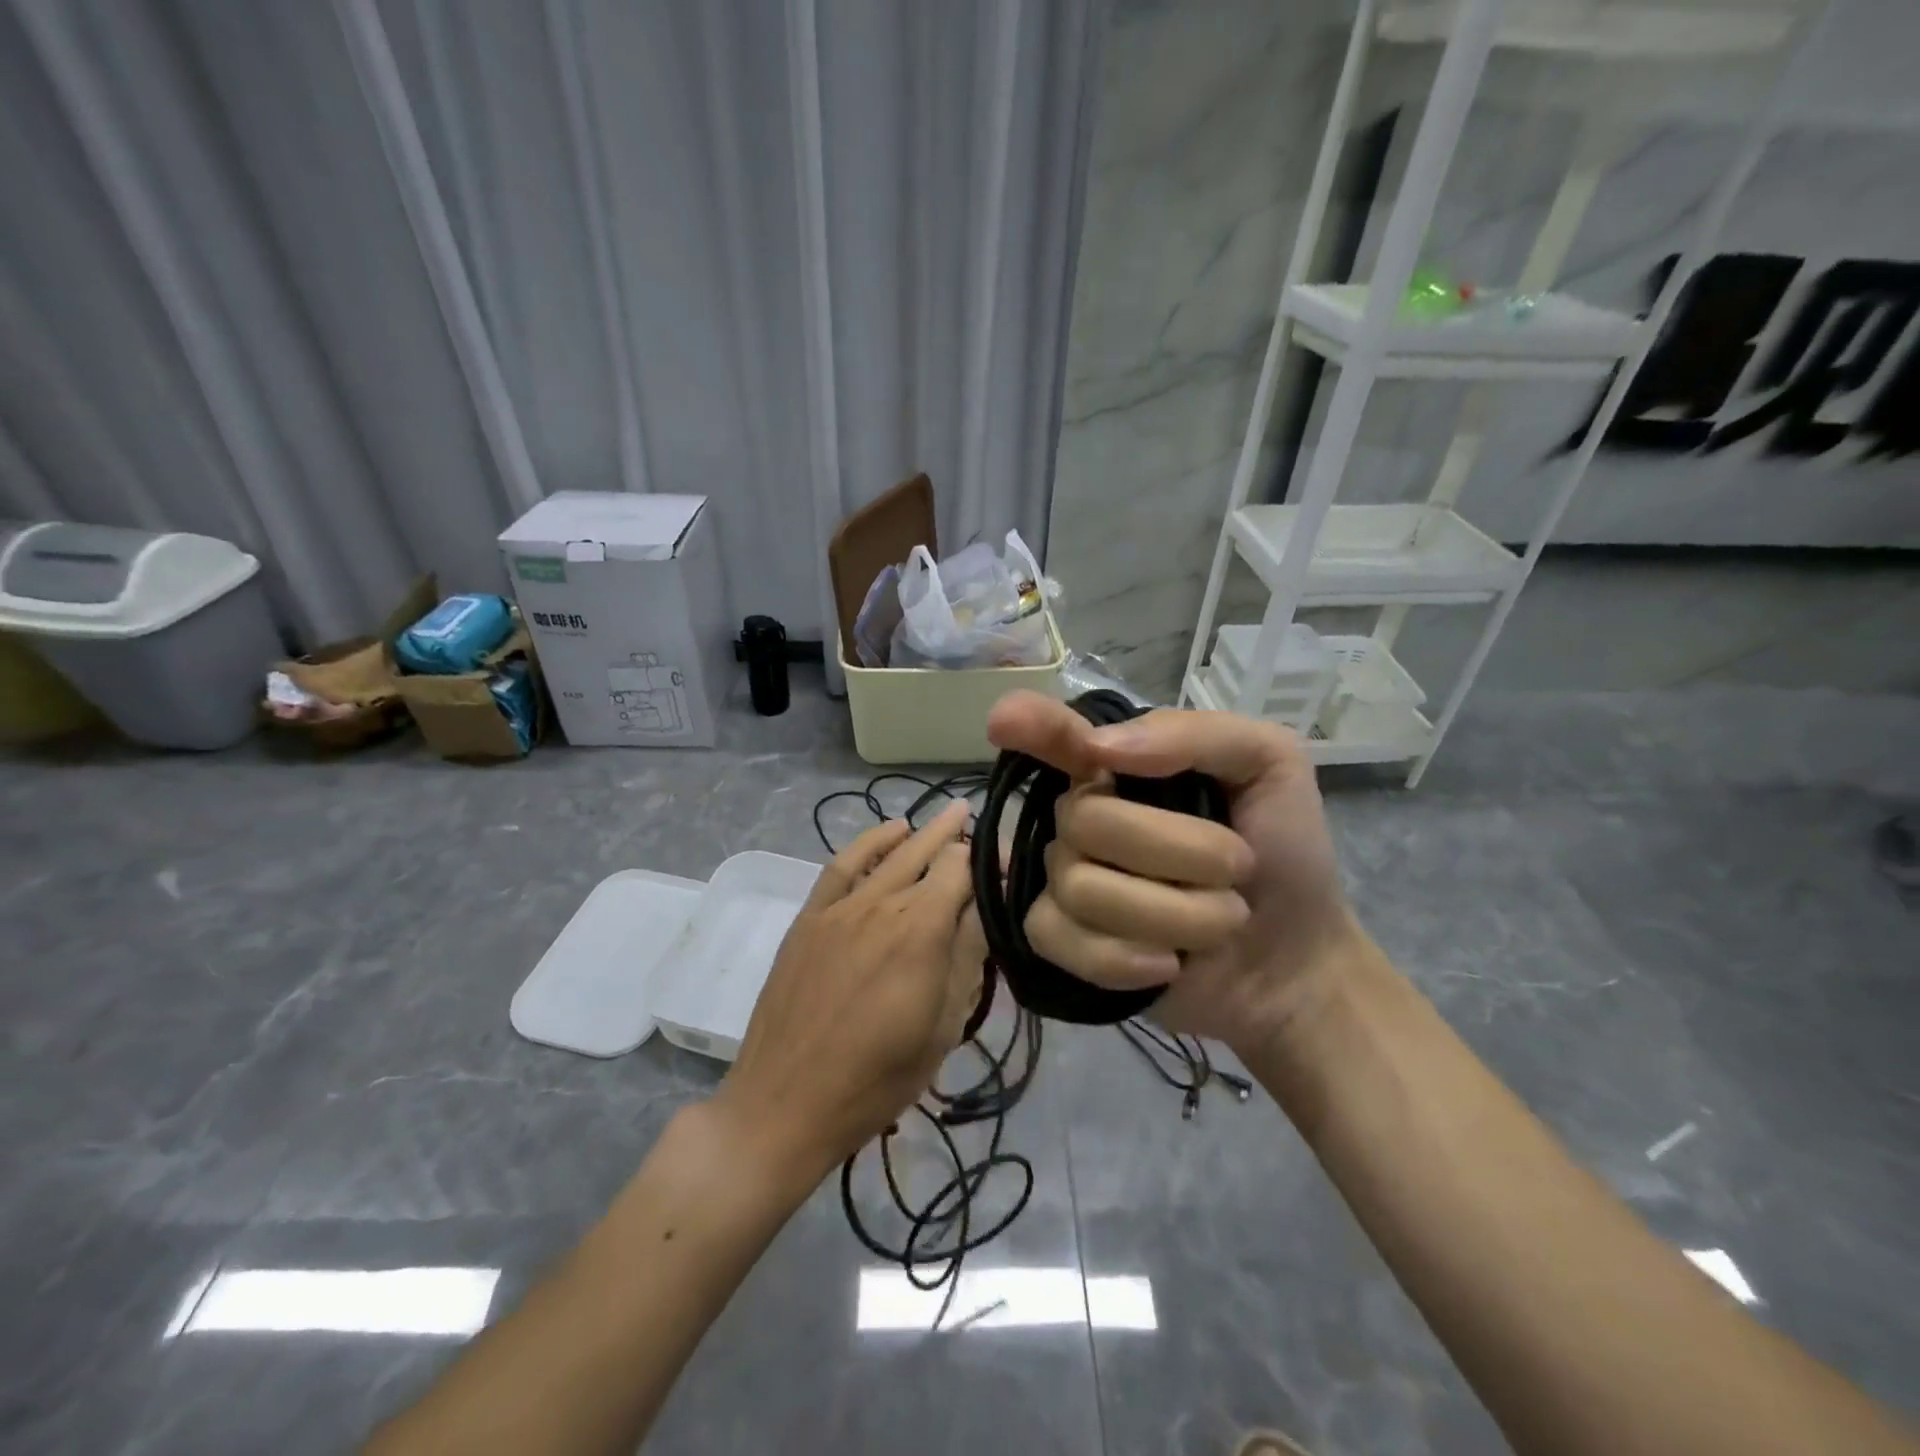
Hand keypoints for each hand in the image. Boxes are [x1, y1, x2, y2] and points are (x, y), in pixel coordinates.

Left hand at [714, 802, 984, 1181]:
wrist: (785, 1103)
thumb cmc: (877, 1078)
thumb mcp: (942, 1026)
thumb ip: (966, 956)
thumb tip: (986, 903)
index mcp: (921, 931)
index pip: (962, 870)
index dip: (987, 860)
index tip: (1006, 861)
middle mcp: (883, 904)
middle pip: (927, 853)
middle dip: (956, 834)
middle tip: (977, 817)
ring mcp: (841, 908)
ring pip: (890, 854)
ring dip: (920, 833)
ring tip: (945, 818)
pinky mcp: (810, 918)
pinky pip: (842, 865)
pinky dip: (869, 842)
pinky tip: (889, 833)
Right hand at [986, 691, 1363, 1050]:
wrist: (1294, 962)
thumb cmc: (1284, 852)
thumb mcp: (1269, 766)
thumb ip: (1194, 735)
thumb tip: (1100, 748)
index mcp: (1120, 769)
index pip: (1056, 738)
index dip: (1030, 726)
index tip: (1003, 720)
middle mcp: (1082, 818)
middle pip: (1085, 820)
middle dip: (1181, 851)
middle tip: (1238, 869)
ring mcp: (1067, 882)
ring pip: (1081, 887)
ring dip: (1176, 912)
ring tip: (1221, 920)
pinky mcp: (1064, 945)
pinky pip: (1063, 940)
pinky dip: (1128, 958)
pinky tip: (1168, 964)